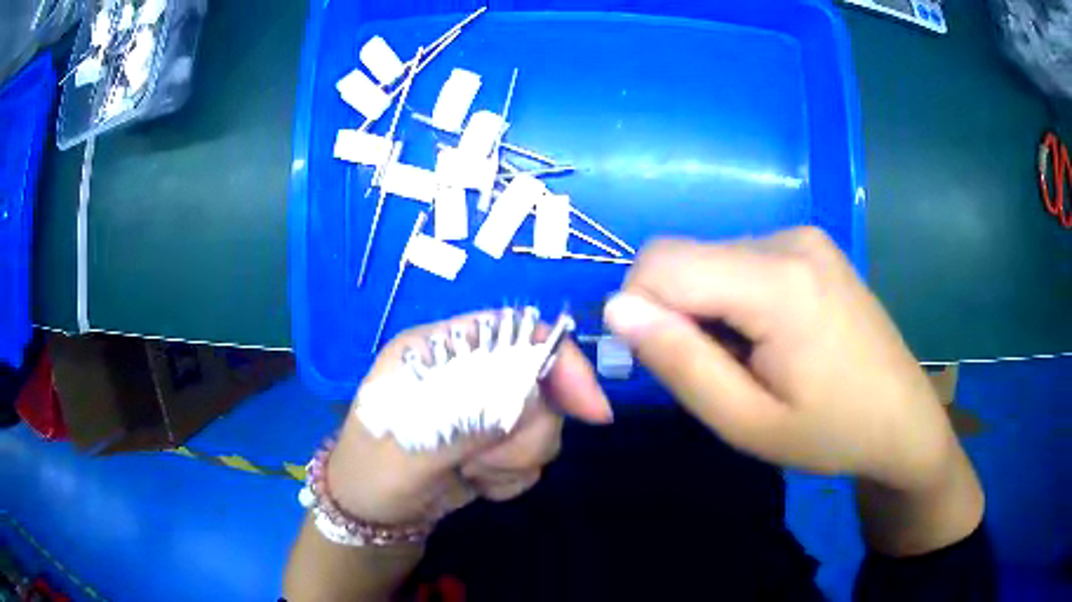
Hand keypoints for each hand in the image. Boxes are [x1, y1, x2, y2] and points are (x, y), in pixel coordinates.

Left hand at [326, 313, 612, 526]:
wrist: (373, 517)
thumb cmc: (373, 473)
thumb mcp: (408, 448)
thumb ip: (466, 419)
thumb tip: (530, 399)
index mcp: (439, 350)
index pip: (514, 331)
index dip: (559, 360)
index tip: (590, 409)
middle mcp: (467, 371)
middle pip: (540, 380)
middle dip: (527, 430)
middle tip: (487, 462)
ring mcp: (484, 408)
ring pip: (543, 422)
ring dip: (515, 459)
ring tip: (472, 473)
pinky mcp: (495, 442)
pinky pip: (533, 454)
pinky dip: (513, 476)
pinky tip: (479, 483)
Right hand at [604, 227, 956, 492]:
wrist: (903, 420)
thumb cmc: (830, 433)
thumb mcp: (746, 422)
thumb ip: (679, 363)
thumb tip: (617, 309)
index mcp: (778, 281)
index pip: (662, 263)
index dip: (639, 309)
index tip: (666, 363)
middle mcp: (789, 239)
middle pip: (685, 256)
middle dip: (676, 311)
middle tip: (717, 370)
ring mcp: (805, 236)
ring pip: (711, 258)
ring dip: (707, 306)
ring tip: (751, 357)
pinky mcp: (812, 244)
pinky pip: (742, 258)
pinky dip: (733, 295)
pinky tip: (771, 335)